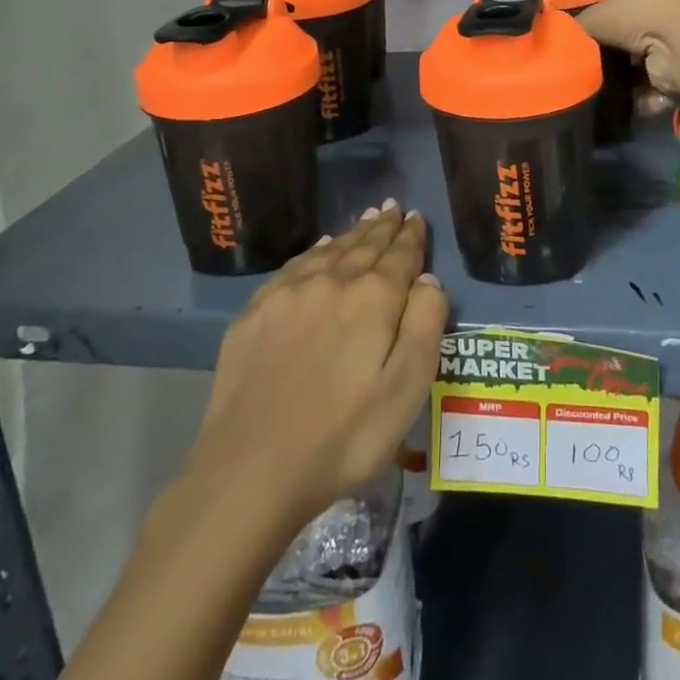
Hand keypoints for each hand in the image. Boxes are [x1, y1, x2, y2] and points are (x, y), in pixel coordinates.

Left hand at [175, 203, 447, 535]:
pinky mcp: (256, 312)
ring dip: (353, 233)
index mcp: (374, 298)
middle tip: (394, 207)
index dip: (412, 236)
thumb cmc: (343, 437)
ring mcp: (289, 293)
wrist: (250, 471)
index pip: (401, 255)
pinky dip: (315, 251)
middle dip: (383, 226)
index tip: (416, 217)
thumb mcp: (406, 390)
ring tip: (367, 219)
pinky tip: (320, 248)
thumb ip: (425, 326)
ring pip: (330, 250)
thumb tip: (428, 280)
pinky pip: (295, 266)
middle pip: (365, 245)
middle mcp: (333, 281)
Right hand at [576, 0, 679, 97]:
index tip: (570, 35)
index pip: (609, 2)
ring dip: (614, 80)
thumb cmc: (637, 17)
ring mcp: (663, 48)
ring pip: (629, 67)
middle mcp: (651, 18)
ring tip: (588, 87)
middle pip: (618, 38)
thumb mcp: (597, 13)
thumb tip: (561, 39)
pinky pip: (643, 91)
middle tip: (574, 66)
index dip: (590, 16)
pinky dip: (631, 99)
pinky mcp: (669, 78)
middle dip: (600, 52)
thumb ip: (577, 26)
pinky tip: (611, 102)